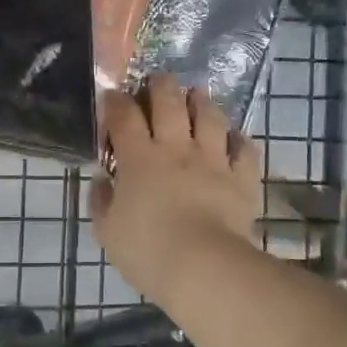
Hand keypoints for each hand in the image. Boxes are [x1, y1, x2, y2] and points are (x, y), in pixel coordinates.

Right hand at [91, 74, 261, 302]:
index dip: (116, 101)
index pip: (124, 116)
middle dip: (162, 85)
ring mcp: (213, 160)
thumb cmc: (147, 250)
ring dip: (202, 101)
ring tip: (198, 94)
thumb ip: (102, 201)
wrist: (203, 266)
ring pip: (209, 117)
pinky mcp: (242, 177)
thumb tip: (101, 180)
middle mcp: (176, 149)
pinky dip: (239, 140)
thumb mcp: (108, 232)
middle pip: (169, 103)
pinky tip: (235, 137)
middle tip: (159, 80)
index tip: (113, 95)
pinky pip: (244, 150)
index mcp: (139, 159)